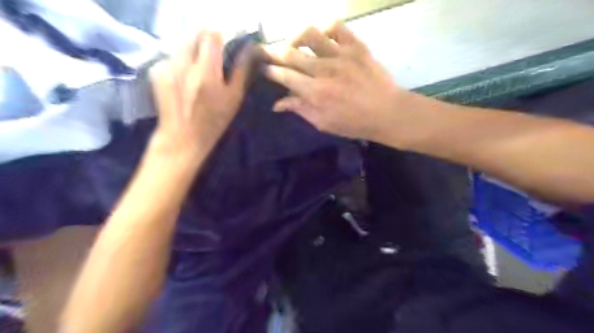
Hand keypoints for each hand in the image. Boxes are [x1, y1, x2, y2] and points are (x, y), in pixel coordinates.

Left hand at [151, 30, 250, 157]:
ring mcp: (166, 66)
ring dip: (192, 47)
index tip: (226, 42)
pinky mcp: (157, 71)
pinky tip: (185, 75)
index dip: (220, 34)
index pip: (211, 35)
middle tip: (214, 53)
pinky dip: (180, 59)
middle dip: (205, 38)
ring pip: (181, 42)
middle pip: (193, 33)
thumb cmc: (214, 121)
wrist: (182, 137)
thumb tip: (249, 49)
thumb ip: (241, 71)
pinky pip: (171, 54)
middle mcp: (183, 64)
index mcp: (206, 72)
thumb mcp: (234, 98)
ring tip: (200, 65)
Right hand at [265, 22, 413, 140]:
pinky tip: (321, 38)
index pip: (284, 76)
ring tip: (295, 45)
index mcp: (315, 92)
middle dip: (274, 52)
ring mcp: (340, 55)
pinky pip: (336, 27)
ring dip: (296, 37)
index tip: (263, 68)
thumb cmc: (354, 123)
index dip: (270, 71)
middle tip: (267, 52)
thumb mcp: (323, 123)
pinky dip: (324, 29)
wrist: (387, 112)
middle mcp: (324, 70)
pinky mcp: (356, 46)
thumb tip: (277, 104)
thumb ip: (300, 110)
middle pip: (291, 54)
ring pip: (309, 34)